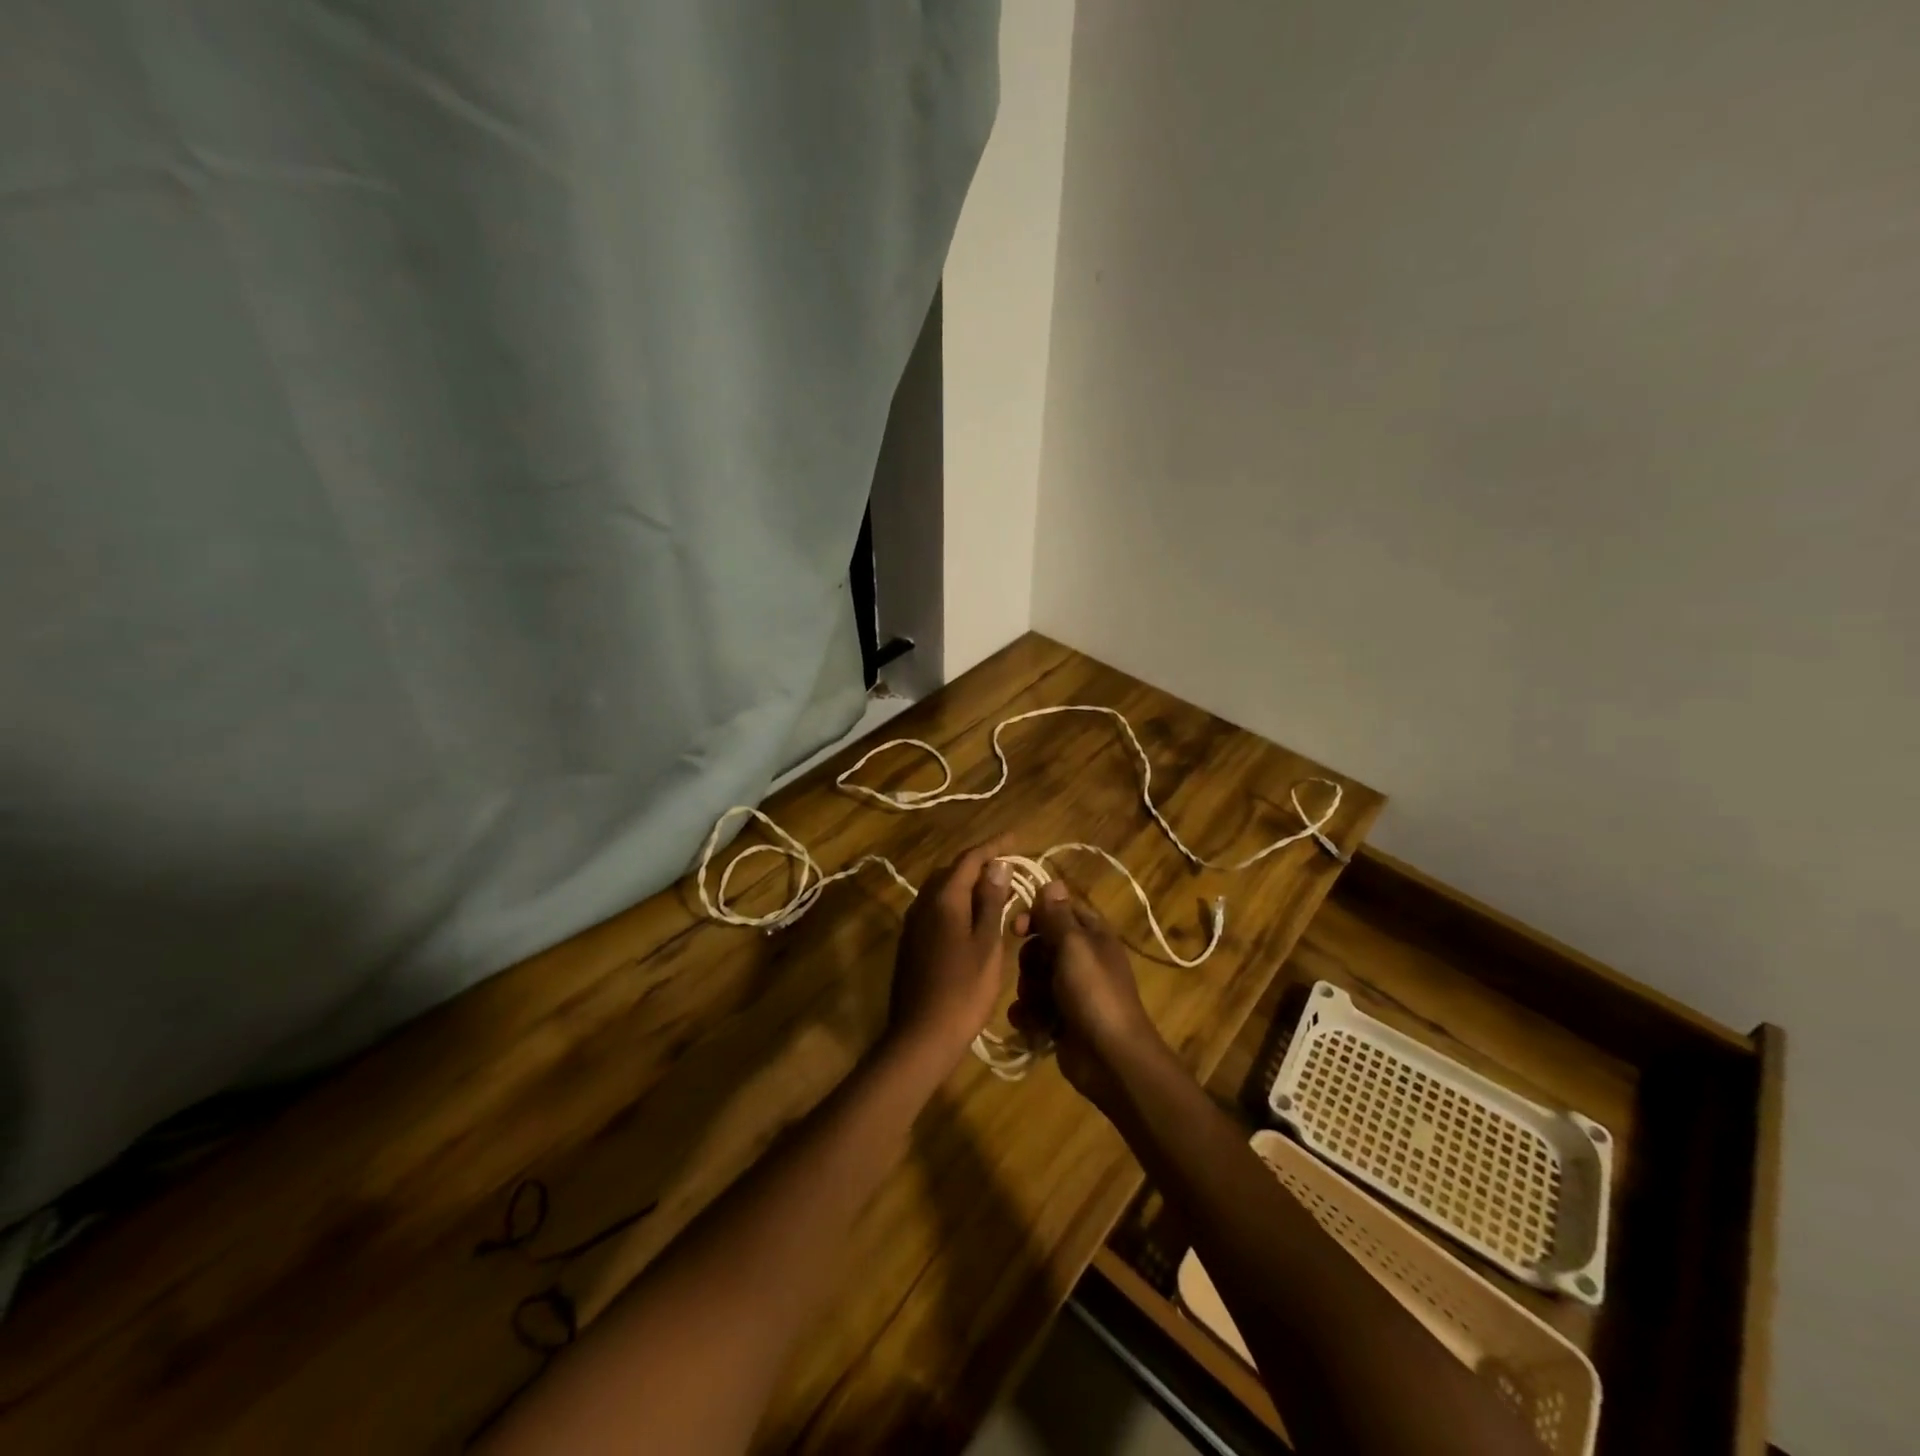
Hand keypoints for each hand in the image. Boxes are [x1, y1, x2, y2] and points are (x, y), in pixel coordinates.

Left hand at [886, 836, 1019, 1067]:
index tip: (1015, 838)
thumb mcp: (987, 944)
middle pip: (952, 870)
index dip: (993, 846)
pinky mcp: (911, 942)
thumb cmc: (963, 990)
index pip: (970, 859)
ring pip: (942, 889)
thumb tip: (997, 865)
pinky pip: (936, 908)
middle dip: (980, 863)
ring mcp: (913, 923)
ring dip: (967, 884)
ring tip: (997, 889)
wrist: (921, 1035)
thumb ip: (991, 901)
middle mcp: (923, 903)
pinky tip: (974, 918)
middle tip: (1009, 866)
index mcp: (944, 898)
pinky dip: (957, 903)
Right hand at [1010, 880, 1170, 1113]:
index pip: (1058, 911)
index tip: (1017, 928)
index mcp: (1092, 936)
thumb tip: (1052, 881)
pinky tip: (1032, 1027)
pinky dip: (1029, 1017)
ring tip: (1038, 1008)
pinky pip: (1032, 1009)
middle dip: (1029, 961)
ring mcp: (1071, 992)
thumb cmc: (1094, 994)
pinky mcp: (1060, 1021)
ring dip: (1028, 993)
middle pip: (1040, 946)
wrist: (1111, 1059)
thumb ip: (1057, 915)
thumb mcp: (1074, 946)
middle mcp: (1082, 960)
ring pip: (1032, 979)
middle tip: (1035, 974)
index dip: (1035, 916)